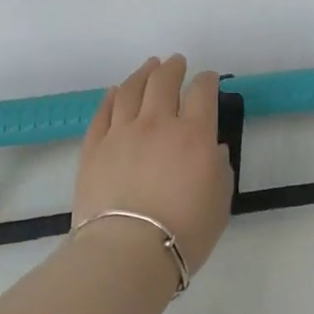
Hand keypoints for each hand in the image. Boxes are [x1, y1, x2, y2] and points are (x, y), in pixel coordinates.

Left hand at [71, 55, 234, 274]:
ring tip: (149, 66)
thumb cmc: (184, 232)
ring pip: (131, 90)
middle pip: (164, 82)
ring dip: (143, 73)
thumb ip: (220, 169)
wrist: (127, 251)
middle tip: (177, 62)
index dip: (207, 80)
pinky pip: (103, 112)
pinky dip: (112, 97)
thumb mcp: (219, 202)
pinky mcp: (94, 147)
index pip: (202, 92)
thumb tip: (213, 150)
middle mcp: (157, 123)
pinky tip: (115, 91)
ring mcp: (121, 132)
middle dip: (173, 68)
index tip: (208, 79)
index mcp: (194, 134)